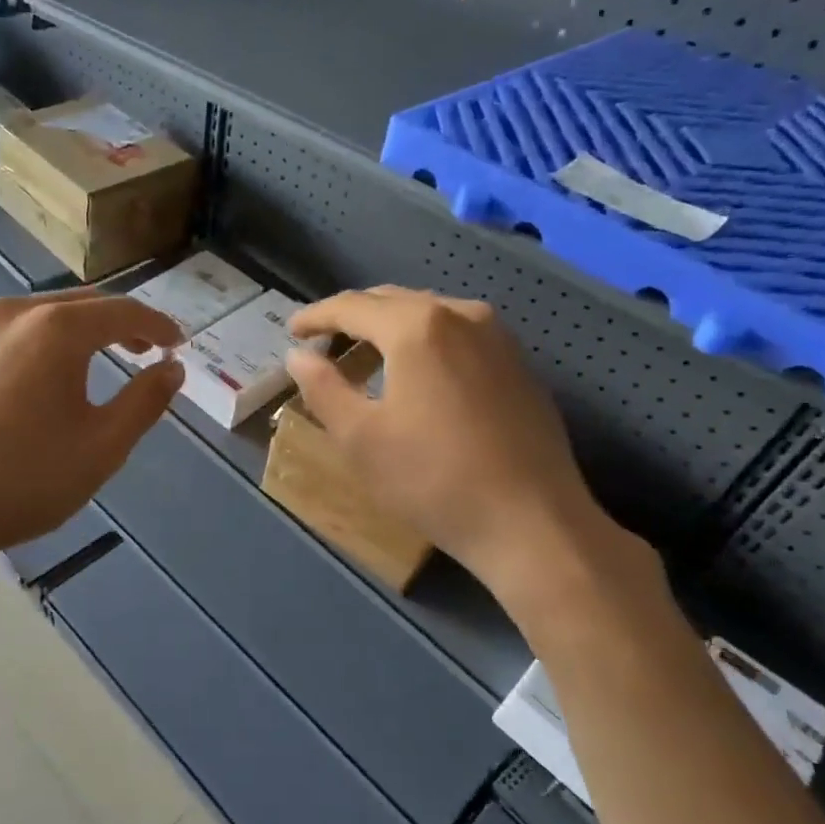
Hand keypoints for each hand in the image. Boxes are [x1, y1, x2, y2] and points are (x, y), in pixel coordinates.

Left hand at [0, 292, 184, 582]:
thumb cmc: (24, 479)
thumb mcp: (102, 447)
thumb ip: (145, 401)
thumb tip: (172, 368)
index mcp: (55, 329)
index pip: (123, 312)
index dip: (157, 326)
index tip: (178, 344)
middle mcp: (10, 314)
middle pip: (78, 306)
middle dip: (117, 325)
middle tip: (143, 351)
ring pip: (35, 319)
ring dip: (72, 335)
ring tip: (88, 366)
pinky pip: (0, 342)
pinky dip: (30, 351)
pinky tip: (28, 389)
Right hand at [286, 287, 640, 609]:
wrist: (532, 522)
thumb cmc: (433, 479)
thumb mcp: (360, 438)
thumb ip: (323, 388)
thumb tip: (298, 356)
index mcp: (417, 327)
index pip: (352, 306)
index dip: (316, 316)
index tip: (292, 332)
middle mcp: (460, 315)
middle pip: (392, 301)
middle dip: (352, 318)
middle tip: (323, 345)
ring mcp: (497, 337)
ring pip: (429, 314)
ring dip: (390, 329)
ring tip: (365, 362)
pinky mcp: (518, 363)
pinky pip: (458, 334)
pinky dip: (425, 343)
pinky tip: (417, 376)